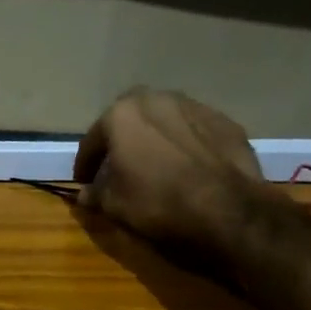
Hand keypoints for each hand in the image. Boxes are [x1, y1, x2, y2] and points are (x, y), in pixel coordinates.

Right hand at [73, 89, 265, 254]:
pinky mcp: (225, 122)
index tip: (83, 181)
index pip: (93, 139)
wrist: (227, 209)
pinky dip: (186, 144)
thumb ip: (95, 194)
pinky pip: (195, 131)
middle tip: (118, 164)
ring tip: (155, 162)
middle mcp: (157, 100)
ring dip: (155, 136)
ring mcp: (195, 107)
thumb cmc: (157, 202)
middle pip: (130, 118)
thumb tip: (84, 194)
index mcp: (122, 114)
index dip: (85, 164)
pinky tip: (187, 166)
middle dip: (121, 138)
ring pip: (165, 119)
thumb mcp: (114, 205)